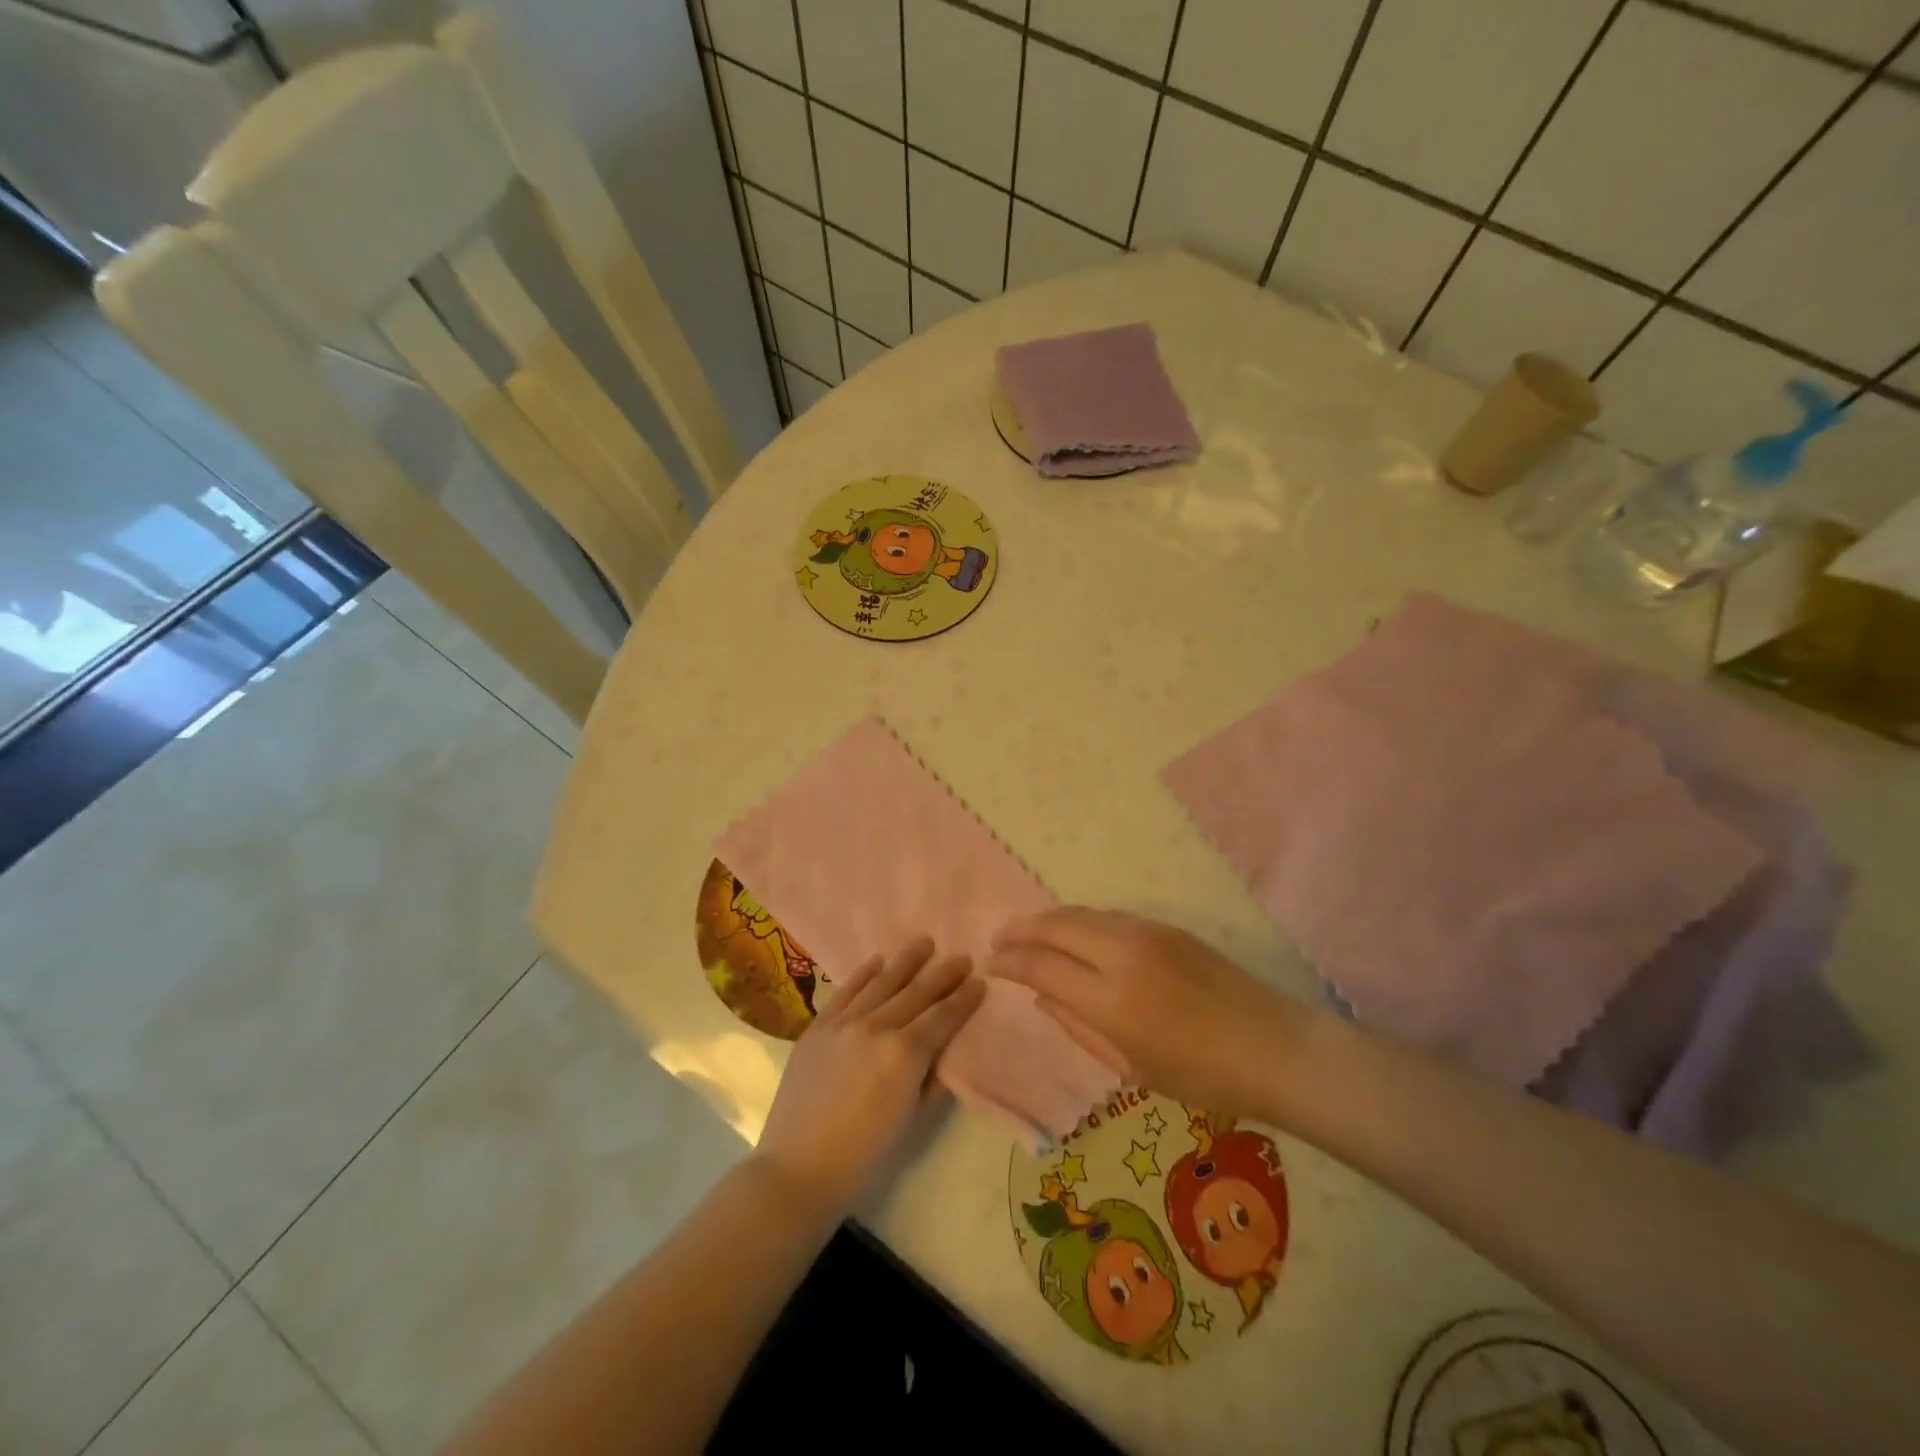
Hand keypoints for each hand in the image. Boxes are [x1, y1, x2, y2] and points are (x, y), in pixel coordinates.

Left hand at [754, 937, 983, 1217]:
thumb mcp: (910, 1119)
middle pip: (917, 992)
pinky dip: (863, 973)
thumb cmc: (863, 1156)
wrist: (797, 1168)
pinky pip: (845, 991)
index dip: (963, 999)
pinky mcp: (818, 1026)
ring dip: (906, 961)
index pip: (943, 1017)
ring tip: (924, 942)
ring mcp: (844, 1022)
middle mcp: (876, 1027)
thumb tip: (942, 1050)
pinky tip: (877, 960)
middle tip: (962, 957)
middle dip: (943, 973)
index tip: (979, 981)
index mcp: (905, 1054)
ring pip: (882, 982)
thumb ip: (930, 1078)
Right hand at [990, 908, 1316, 1121]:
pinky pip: (1108, 916)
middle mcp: (1123, 955)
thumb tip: (1041, 996)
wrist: (1274, 1047)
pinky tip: (1074, 934)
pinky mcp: (1166, 927)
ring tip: (1028, 933)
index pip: (1041, 966)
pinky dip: (1080, 921)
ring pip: (1081, 913)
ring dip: (1048, 920)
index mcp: (1112, 1001)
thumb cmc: (1203, 1077)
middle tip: (999, 940)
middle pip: (1055, 926)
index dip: (1009, 963)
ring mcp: (1147, 934)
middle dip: (1020, 930)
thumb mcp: (1132, 1067)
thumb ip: (1078, 1027)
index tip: (990, 964)